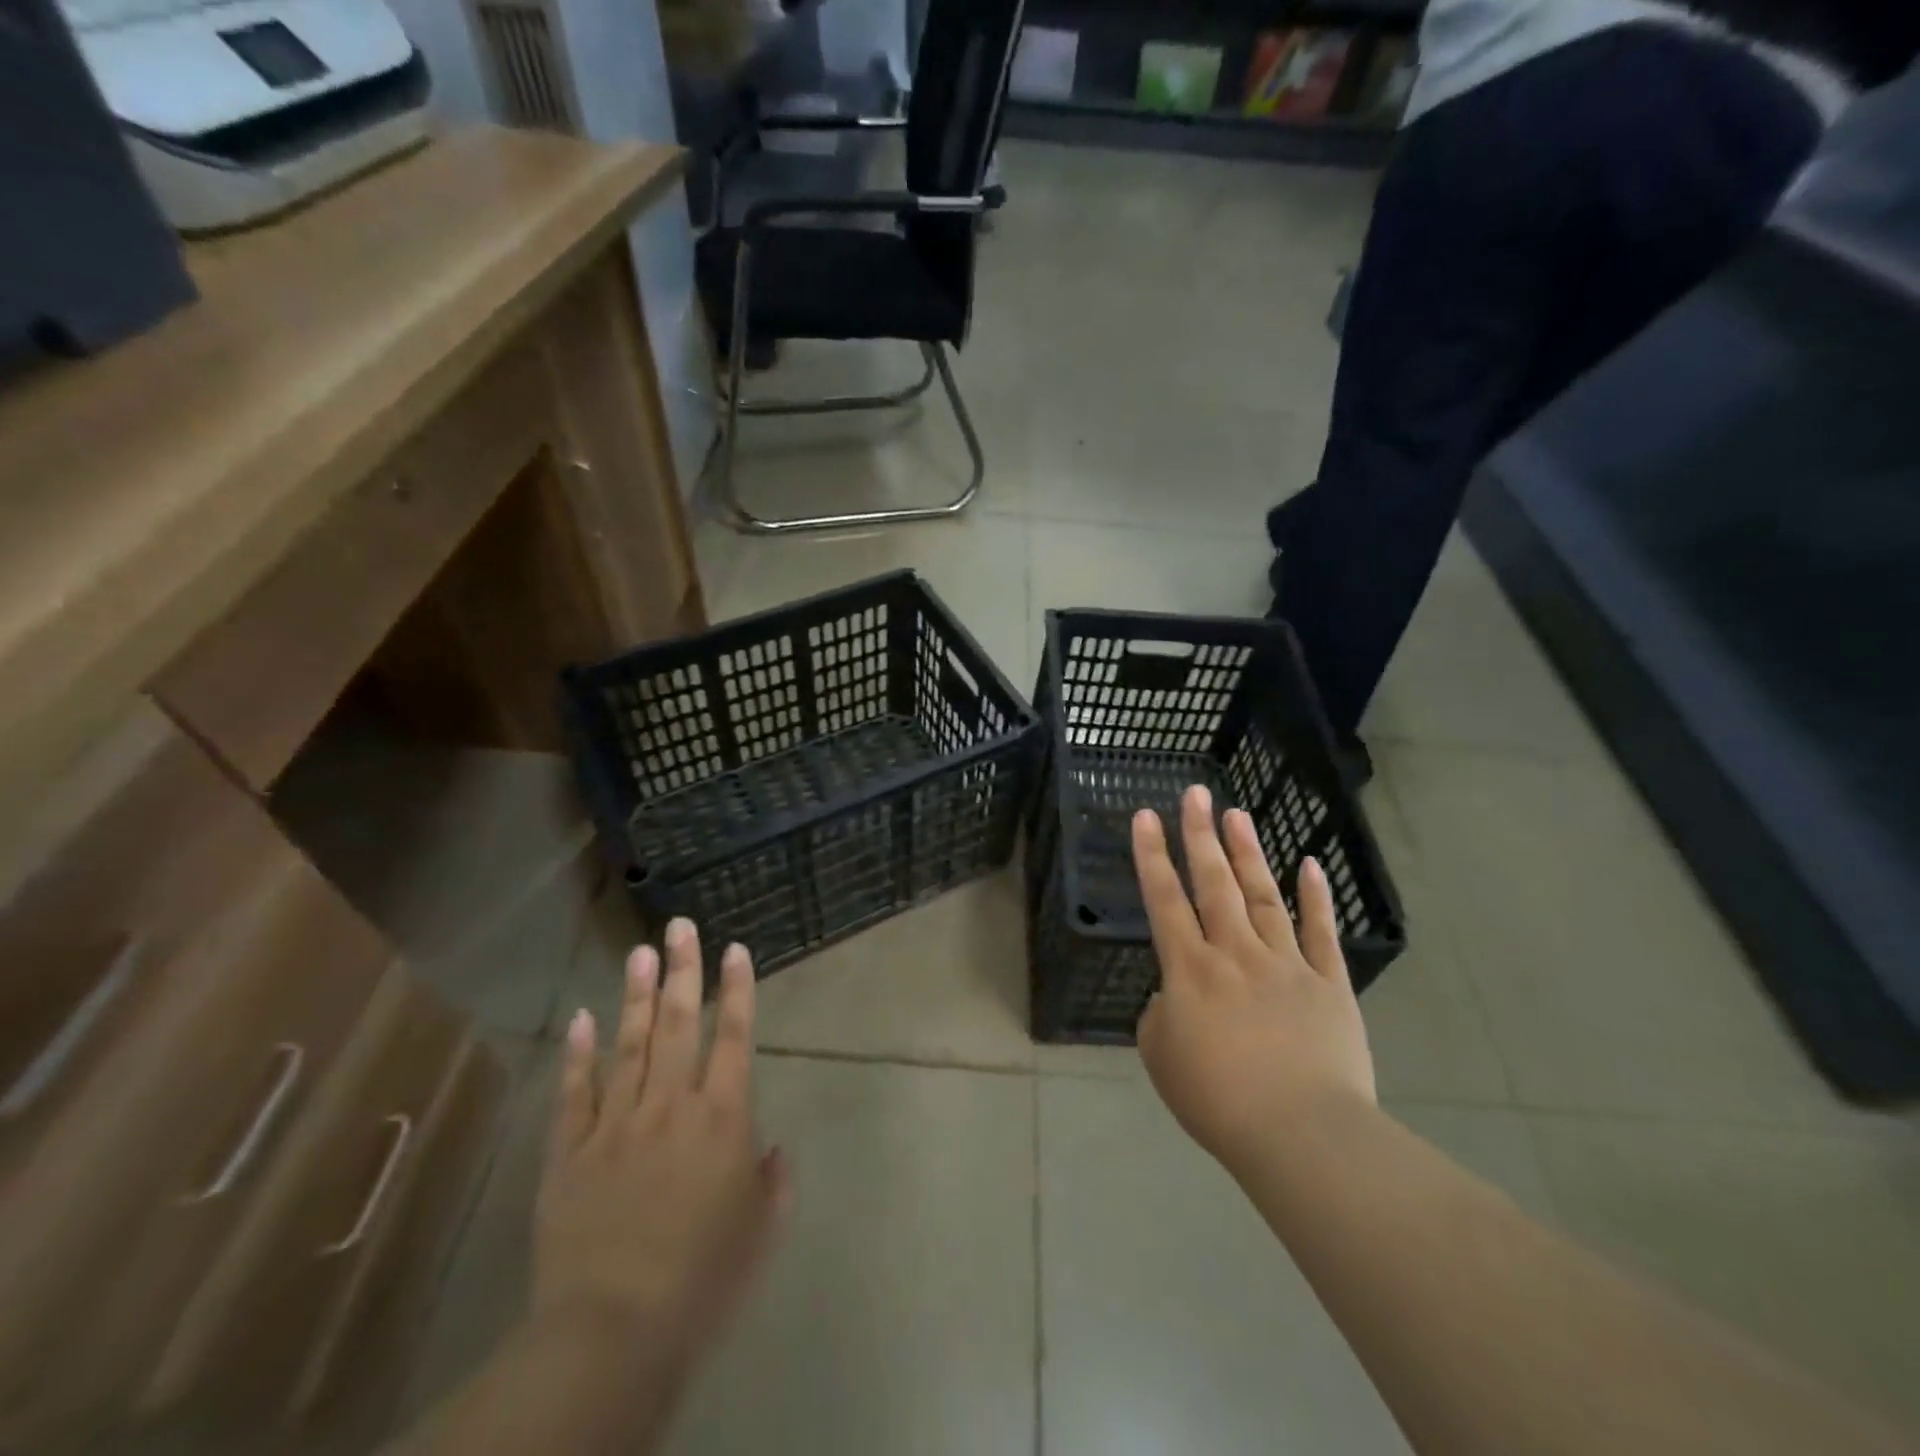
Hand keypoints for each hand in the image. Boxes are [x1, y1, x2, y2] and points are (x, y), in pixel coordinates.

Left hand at [534, 918, 789, 1367]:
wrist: (613, 1328)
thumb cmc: (702, 1277)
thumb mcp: (757, 1231)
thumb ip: (771, 1182)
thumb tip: (773, 1151)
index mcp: (721, 1117)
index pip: (733, 1036)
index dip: (737, 989)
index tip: (735, 949)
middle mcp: (670, 1104)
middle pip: (678, 1024)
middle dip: (682, 970)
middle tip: (680, 925)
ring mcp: (615, 1123)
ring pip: (628, 1044)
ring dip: (635, 995)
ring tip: (640, 951)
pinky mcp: (570, 1150)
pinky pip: (575, 1092)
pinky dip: (579, 1053)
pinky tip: (582, 1017)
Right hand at [1133, 785, 1375, 1178]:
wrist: (1301, 1134)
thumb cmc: (1218, 1100)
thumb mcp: (1161, 1057)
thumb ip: (1160, 1014)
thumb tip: (1176, 996)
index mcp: (1190, 969)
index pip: (1164, 899)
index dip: (1152, 855)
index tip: (1146, 816)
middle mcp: (1235, 952)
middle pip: (1214, 883)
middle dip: (1200, 835)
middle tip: (1196, 794)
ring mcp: (1286, 963)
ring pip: (1263, 895)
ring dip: (1248, 853)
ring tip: (1238, 815)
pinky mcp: (1329, 984)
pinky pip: (1320, 932)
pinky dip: (1315, 897)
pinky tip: (1309, 865)